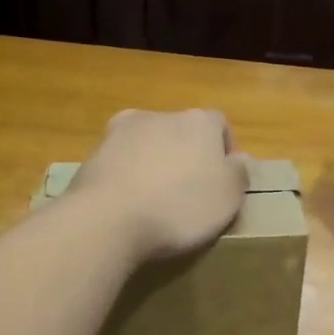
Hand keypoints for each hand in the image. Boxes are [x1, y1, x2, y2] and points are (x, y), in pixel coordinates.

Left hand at [70, 109, 249, 261]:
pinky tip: (127, 205)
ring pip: (147, 144)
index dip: (222, 152)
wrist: (109, 219)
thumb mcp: (228, 197)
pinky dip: (126, 177)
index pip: (219, 125)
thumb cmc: (180, 207)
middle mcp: (160, 115)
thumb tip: (239, 158)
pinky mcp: (93, 153)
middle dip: (185, 156)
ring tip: (154, 202)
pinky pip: (120, 162)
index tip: (220, 183)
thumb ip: (239, 173)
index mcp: (199, 121)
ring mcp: (121, 131)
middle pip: (181, 132)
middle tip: (188, 194)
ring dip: (153, 164)